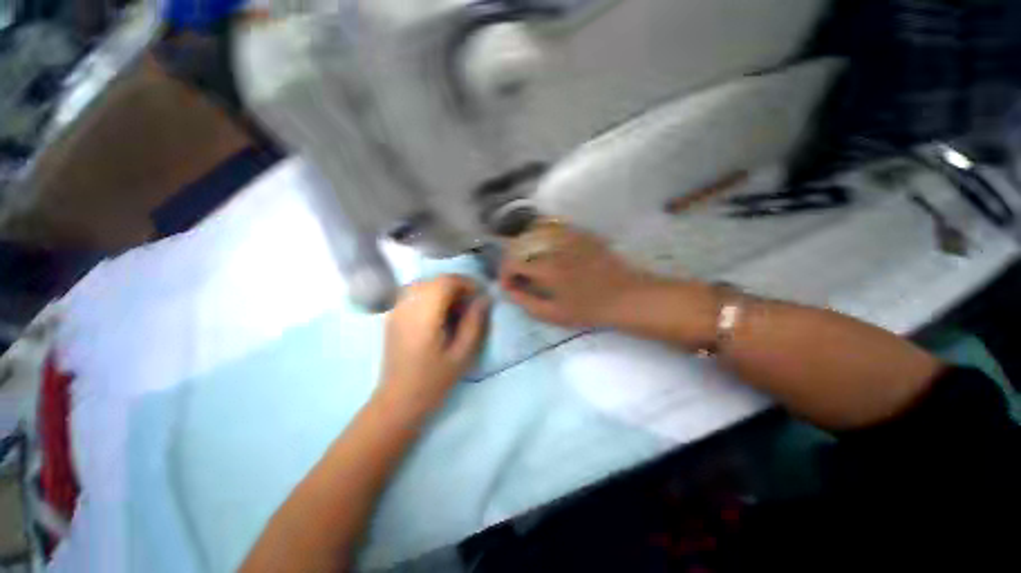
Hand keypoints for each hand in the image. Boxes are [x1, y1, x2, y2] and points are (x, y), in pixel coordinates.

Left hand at [376, 275, 489, 419]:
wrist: (398, 400)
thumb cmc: (433, 381)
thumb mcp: (462, 354)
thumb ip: (474, 323)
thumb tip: (484, 299)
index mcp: (424, 316)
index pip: (445, 282)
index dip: (466, 283)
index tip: (480, 295)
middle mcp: (407, 306)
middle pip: (435, 280)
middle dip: (456, 286)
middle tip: (470, 304)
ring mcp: (396, 310)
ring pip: (424, 284)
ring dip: (443, 290)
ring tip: (456, 308)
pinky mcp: (393, 315)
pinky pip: (414, 293)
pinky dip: (431, 295)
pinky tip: (438, 313)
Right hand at [499, 221, 664, 328]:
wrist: (626, 296)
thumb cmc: (589, 309)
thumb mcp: (554, 314)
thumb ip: (526, 302)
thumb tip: (509, 291)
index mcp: (546, 267)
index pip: (512, 261)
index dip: (505, 274)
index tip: (509, 286)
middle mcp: (553, 245)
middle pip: (519, 243)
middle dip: (511, 260)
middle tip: (517, 276)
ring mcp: (568, 235)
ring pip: (534, 231)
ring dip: (525, 247)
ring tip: (529, 262)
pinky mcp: (579, 232)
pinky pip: (552, 226)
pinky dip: (541, 236)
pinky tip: (546, 249)